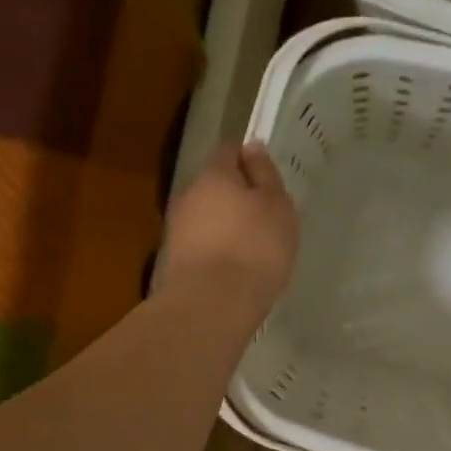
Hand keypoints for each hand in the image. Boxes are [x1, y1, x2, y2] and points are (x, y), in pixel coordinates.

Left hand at [157, 143, 299, 321]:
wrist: (213, 303)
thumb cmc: (255, 247)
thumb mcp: (276, 206)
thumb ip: (265, 174)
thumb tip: (251, 147)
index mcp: (213, 174)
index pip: (228, 151)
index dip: (247, 159)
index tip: (266, 178)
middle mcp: (188, 195)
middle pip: (213, 185)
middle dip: (234, 195)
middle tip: (263, 215)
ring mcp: (176, 229)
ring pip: (204, 216)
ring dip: (224, 225)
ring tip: (251, 246)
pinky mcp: (174, 260)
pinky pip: (200, 244)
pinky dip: (215, 249)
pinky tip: (233, 267)